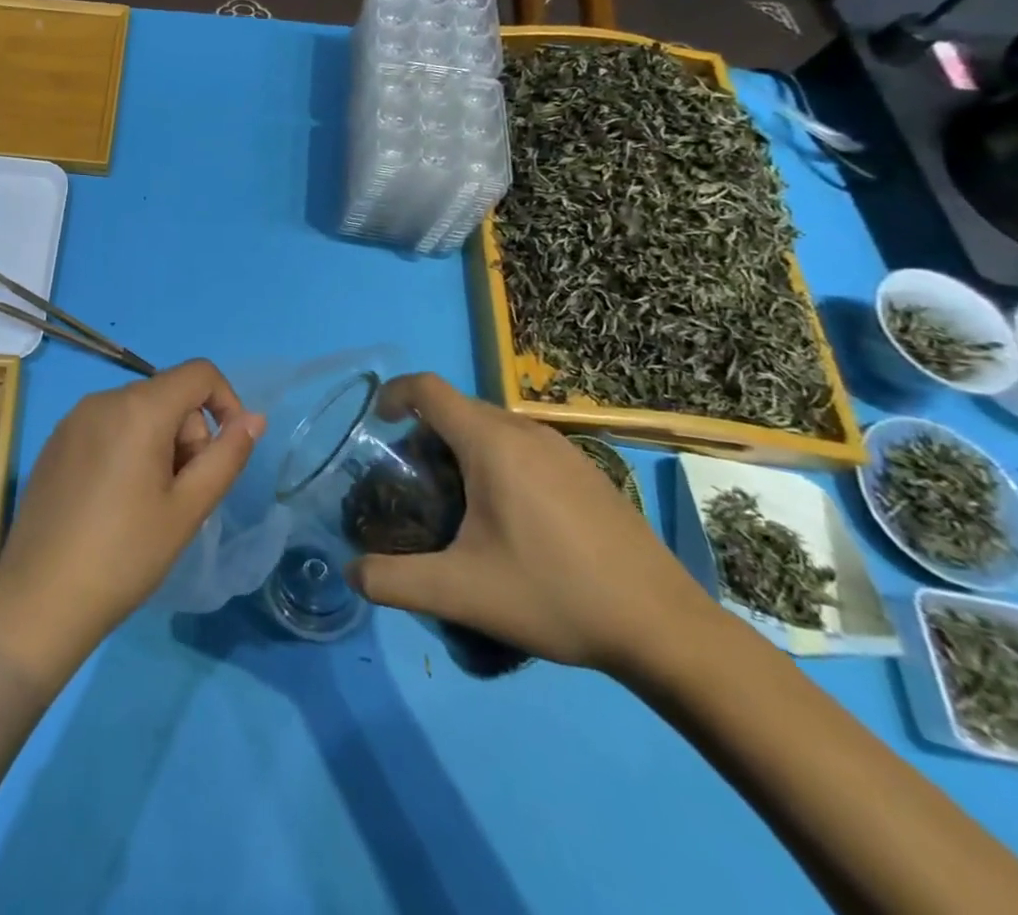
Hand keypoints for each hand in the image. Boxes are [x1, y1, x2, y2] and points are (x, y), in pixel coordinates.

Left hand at [0, 360, 264, 684]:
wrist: (40, 597)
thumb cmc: (125, 554)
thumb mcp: (188, 508)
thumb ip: (226, 456)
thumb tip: (253, 418)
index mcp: (139, 408)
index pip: (199, 373)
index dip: (226, 402)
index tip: (226, 453)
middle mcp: (103, 399)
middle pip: (168, 395)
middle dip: (188, 436)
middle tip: (180, 496)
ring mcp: (73, 418)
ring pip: (138, 412)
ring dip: (159, 445)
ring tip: (147, 504)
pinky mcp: (55, 441)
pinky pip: (107, 426)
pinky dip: (126, 449)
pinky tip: (114, 502)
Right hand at [347, 374, 716, 677]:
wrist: (666, 629)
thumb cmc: (555, 595)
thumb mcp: (462, 593)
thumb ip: (395, 581)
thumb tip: (350, 573)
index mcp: (491, 443)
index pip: (428, 388)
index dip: (394, 395)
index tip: (377, 425)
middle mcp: (526, 432)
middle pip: (458, 409)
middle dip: (424, 434)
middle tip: (415, 484)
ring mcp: (564, 449)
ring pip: (492, 427)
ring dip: (462, 449)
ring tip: (458, 504)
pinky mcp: (588, 471)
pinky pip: (524, 446)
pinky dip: (498, 461)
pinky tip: (512, 520)